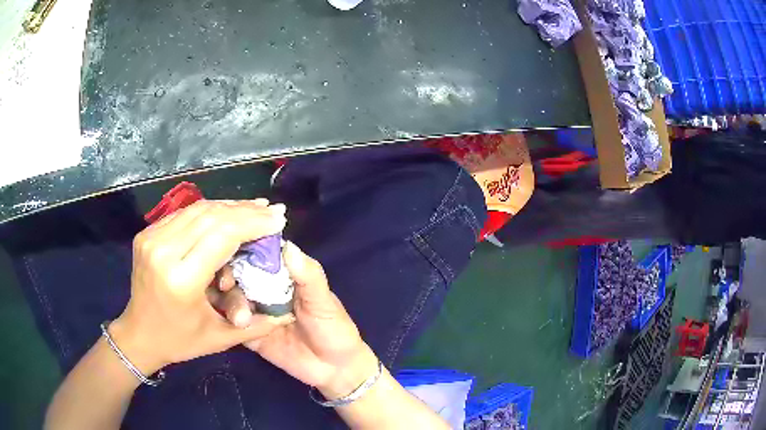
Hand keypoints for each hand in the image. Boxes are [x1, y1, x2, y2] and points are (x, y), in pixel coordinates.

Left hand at [110, 200, 293, 374]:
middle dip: (245, 210)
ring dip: (229, 206)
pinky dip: (209, 211)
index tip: (278, 220)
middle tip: (271, 210)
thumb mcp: (221, 338)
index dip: (253, 223)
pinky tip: (226, 213)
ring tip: (254, 208)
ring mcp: (151, 239)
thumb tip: (287, 312)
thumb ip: (256, 324)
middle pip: (210, 216)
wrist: (139, 334)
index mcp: (181, 280)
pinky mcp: (147, 234)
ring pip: (197, 209)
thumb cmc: (180, 341)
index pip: (221, 236)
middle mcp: (163, 252)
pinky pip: (184, 214)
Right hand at [217, 242, 378, 398]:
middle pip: (236, 272)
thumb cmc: (334, 327)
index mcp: (281, 273)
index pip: (256, 253)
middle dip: (228, 275)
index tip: (230, 249)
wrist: (334, 369)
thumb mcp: (323, 301)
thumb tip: (287, 246)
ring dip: (230, 302)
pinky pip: (230, 323)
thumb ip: (308, 275)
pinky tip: (232, 324)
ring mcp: (253, 310)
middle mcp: (262, 287)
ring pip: (230, 297)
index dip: (241, 248)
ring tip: (241, 317)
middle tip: (226, 285)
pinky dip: (226, 321)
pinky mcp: (247, 333)